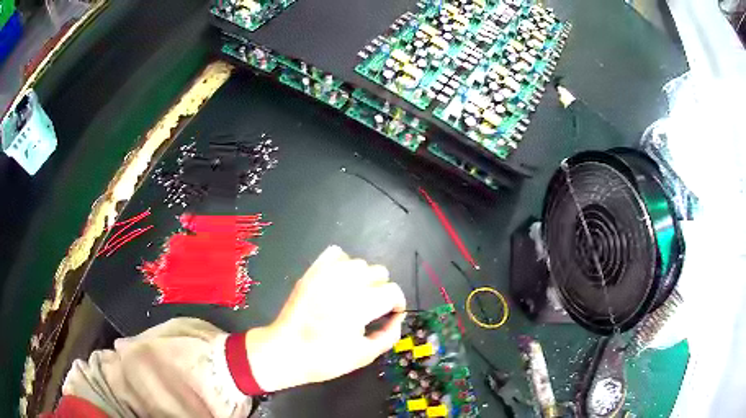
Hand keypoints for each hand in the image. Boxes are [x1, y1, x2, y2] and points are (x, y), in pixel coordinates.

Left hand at [244, 245, 405, 391]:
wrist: (285, 351)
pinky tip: (339, 281)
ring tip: (355, 294)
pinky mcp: (311, 272)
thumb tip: (398, 318)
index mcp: (360, 305)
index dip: (397, 303)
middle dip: (382, 289)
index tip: (391, 314)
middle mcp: (345, 284)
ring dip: (364, 277)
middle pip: (379, 272)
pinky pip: (335, 254)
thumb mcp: (364, 355)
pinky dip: (343, 263)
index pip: (392, 290)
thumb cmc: (325, 358)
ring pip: (360, 262)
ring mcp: (325, 274)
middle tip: (371, 308)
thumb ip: (389, 335)